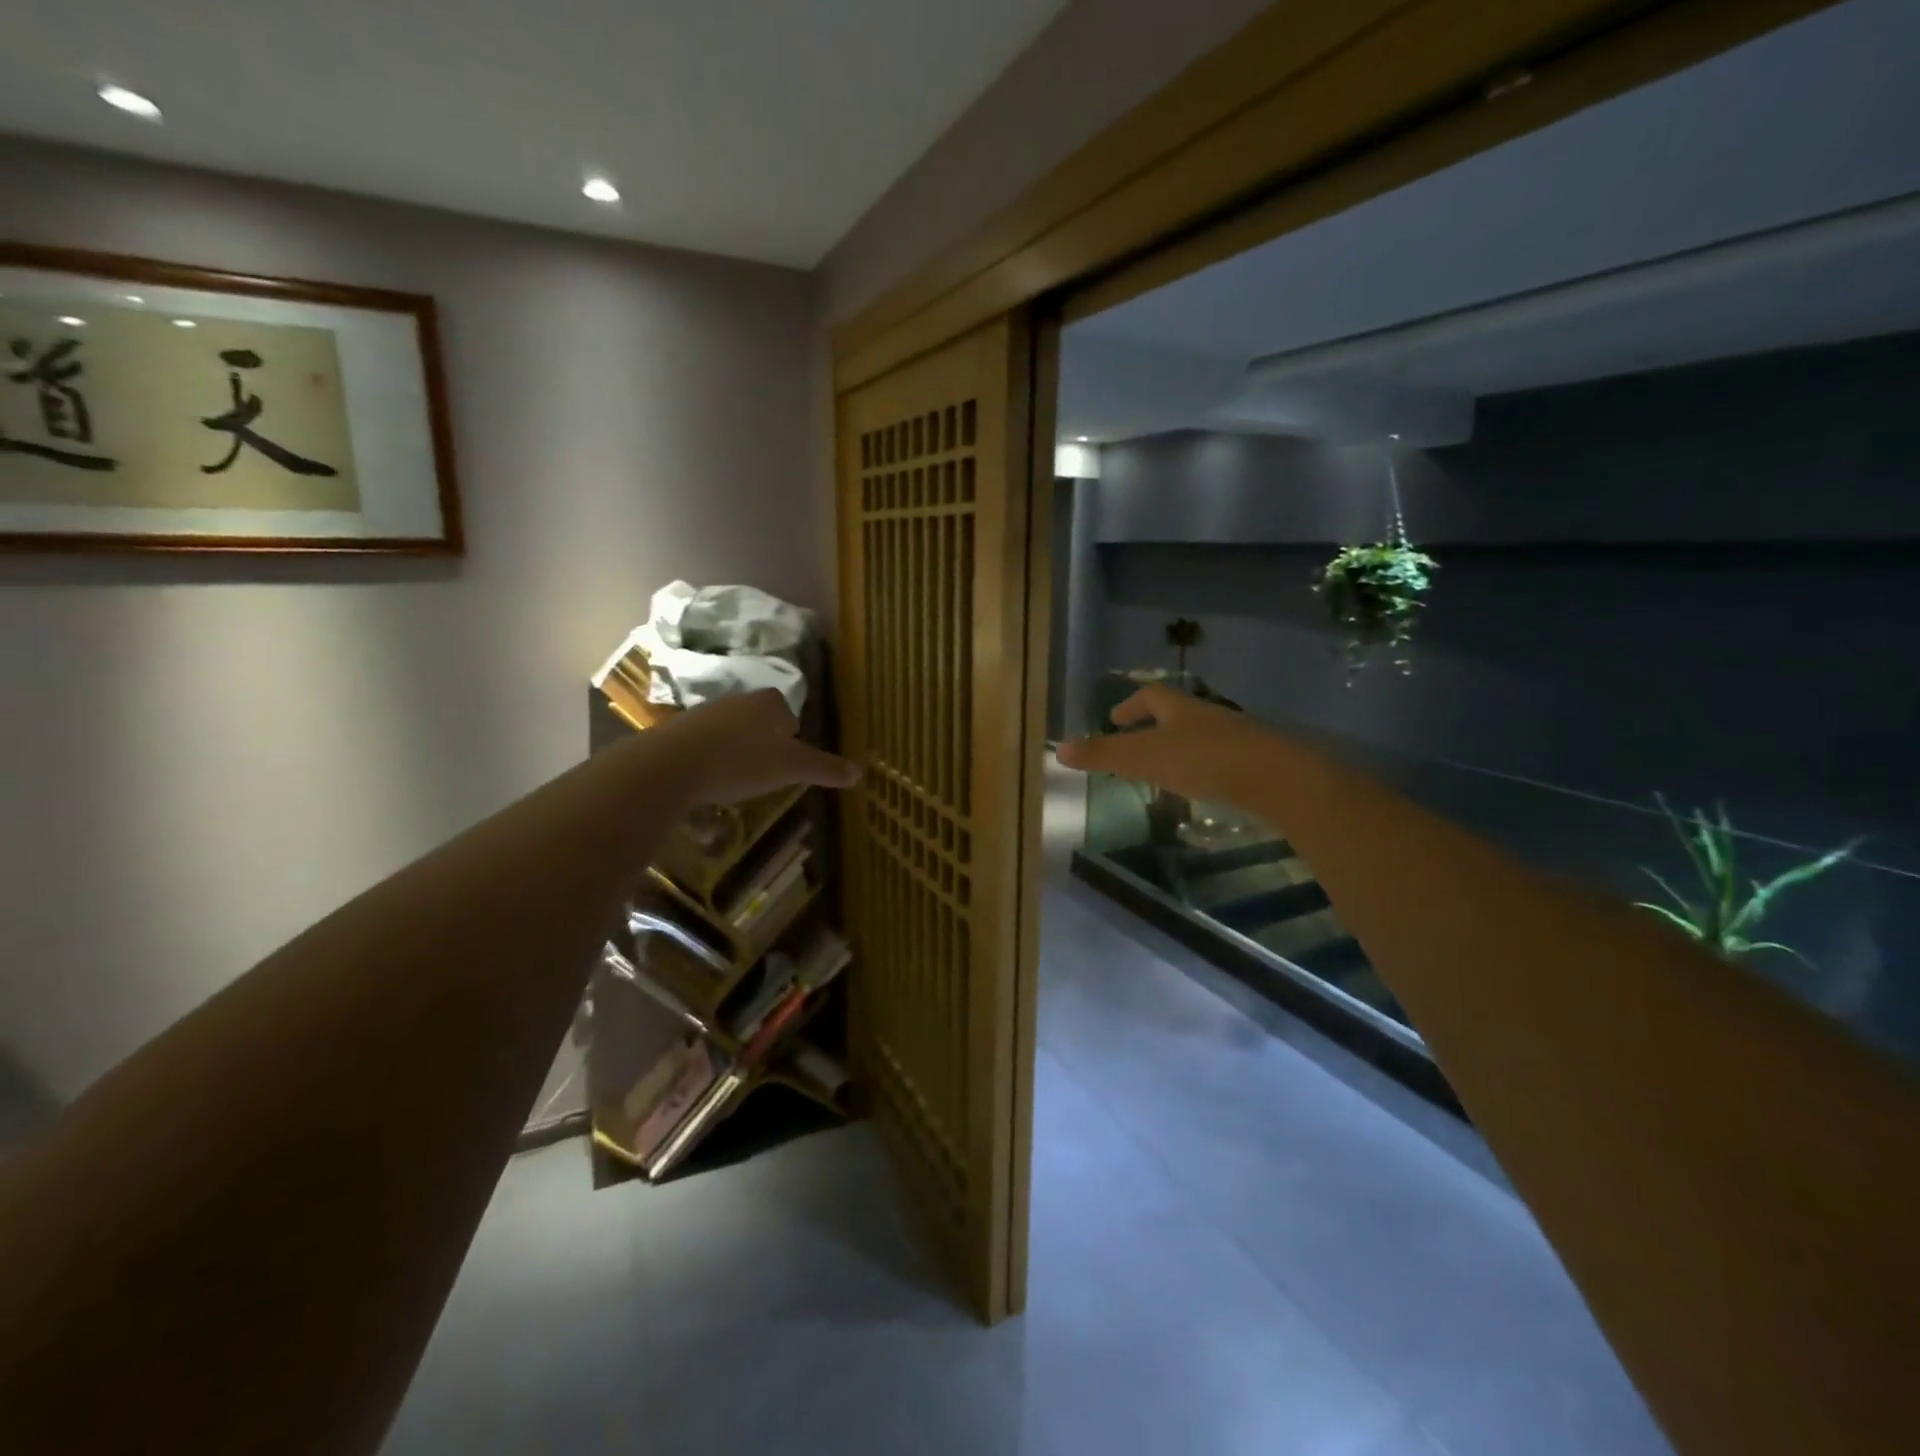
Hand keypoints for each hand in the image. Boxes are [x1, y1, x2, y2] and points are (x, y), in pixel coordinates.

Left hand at [660, 690, 859, 803]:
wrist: (673, 764)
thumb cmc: (742, 760)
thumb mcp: (790, 768)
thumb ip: (824, 768)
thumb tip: (860, 772)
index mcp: (766, 703)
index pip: (784, 707)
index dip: (790, 727)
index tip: (791, 750)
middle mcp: (735, 701)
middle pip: (756, 716)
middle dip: (763, 737)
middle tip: (770, 766)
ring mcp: (702, 714)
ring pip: (728, 729)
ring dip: (736, 747)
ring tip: (740, 776)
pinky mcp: (676, 733)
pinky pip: (702, 743)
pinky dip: (710, 758)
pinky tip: (711, 780)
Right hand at [1056, 684, 1267, 803]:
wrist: (1275, 777)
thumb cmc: (1202, 760)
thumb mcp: (1143, 758)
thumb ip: (1102, 755)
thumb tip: (1058, 748)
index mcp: (1180, 709)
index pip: (1151, 696)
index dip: (1130, 705)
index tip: (1115, 718)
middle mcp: (1209, 717)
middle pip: (1178, 714)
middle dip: (1156, 726)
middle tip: (1138, 744)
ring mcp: (1237, 739)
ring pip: (1202, 737)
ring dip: (1182, 748)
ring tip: (1167, 771)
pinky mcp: (1257, 764)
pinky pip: (1224, 760)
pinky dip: (1206, 769)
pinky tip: (1203, 790)